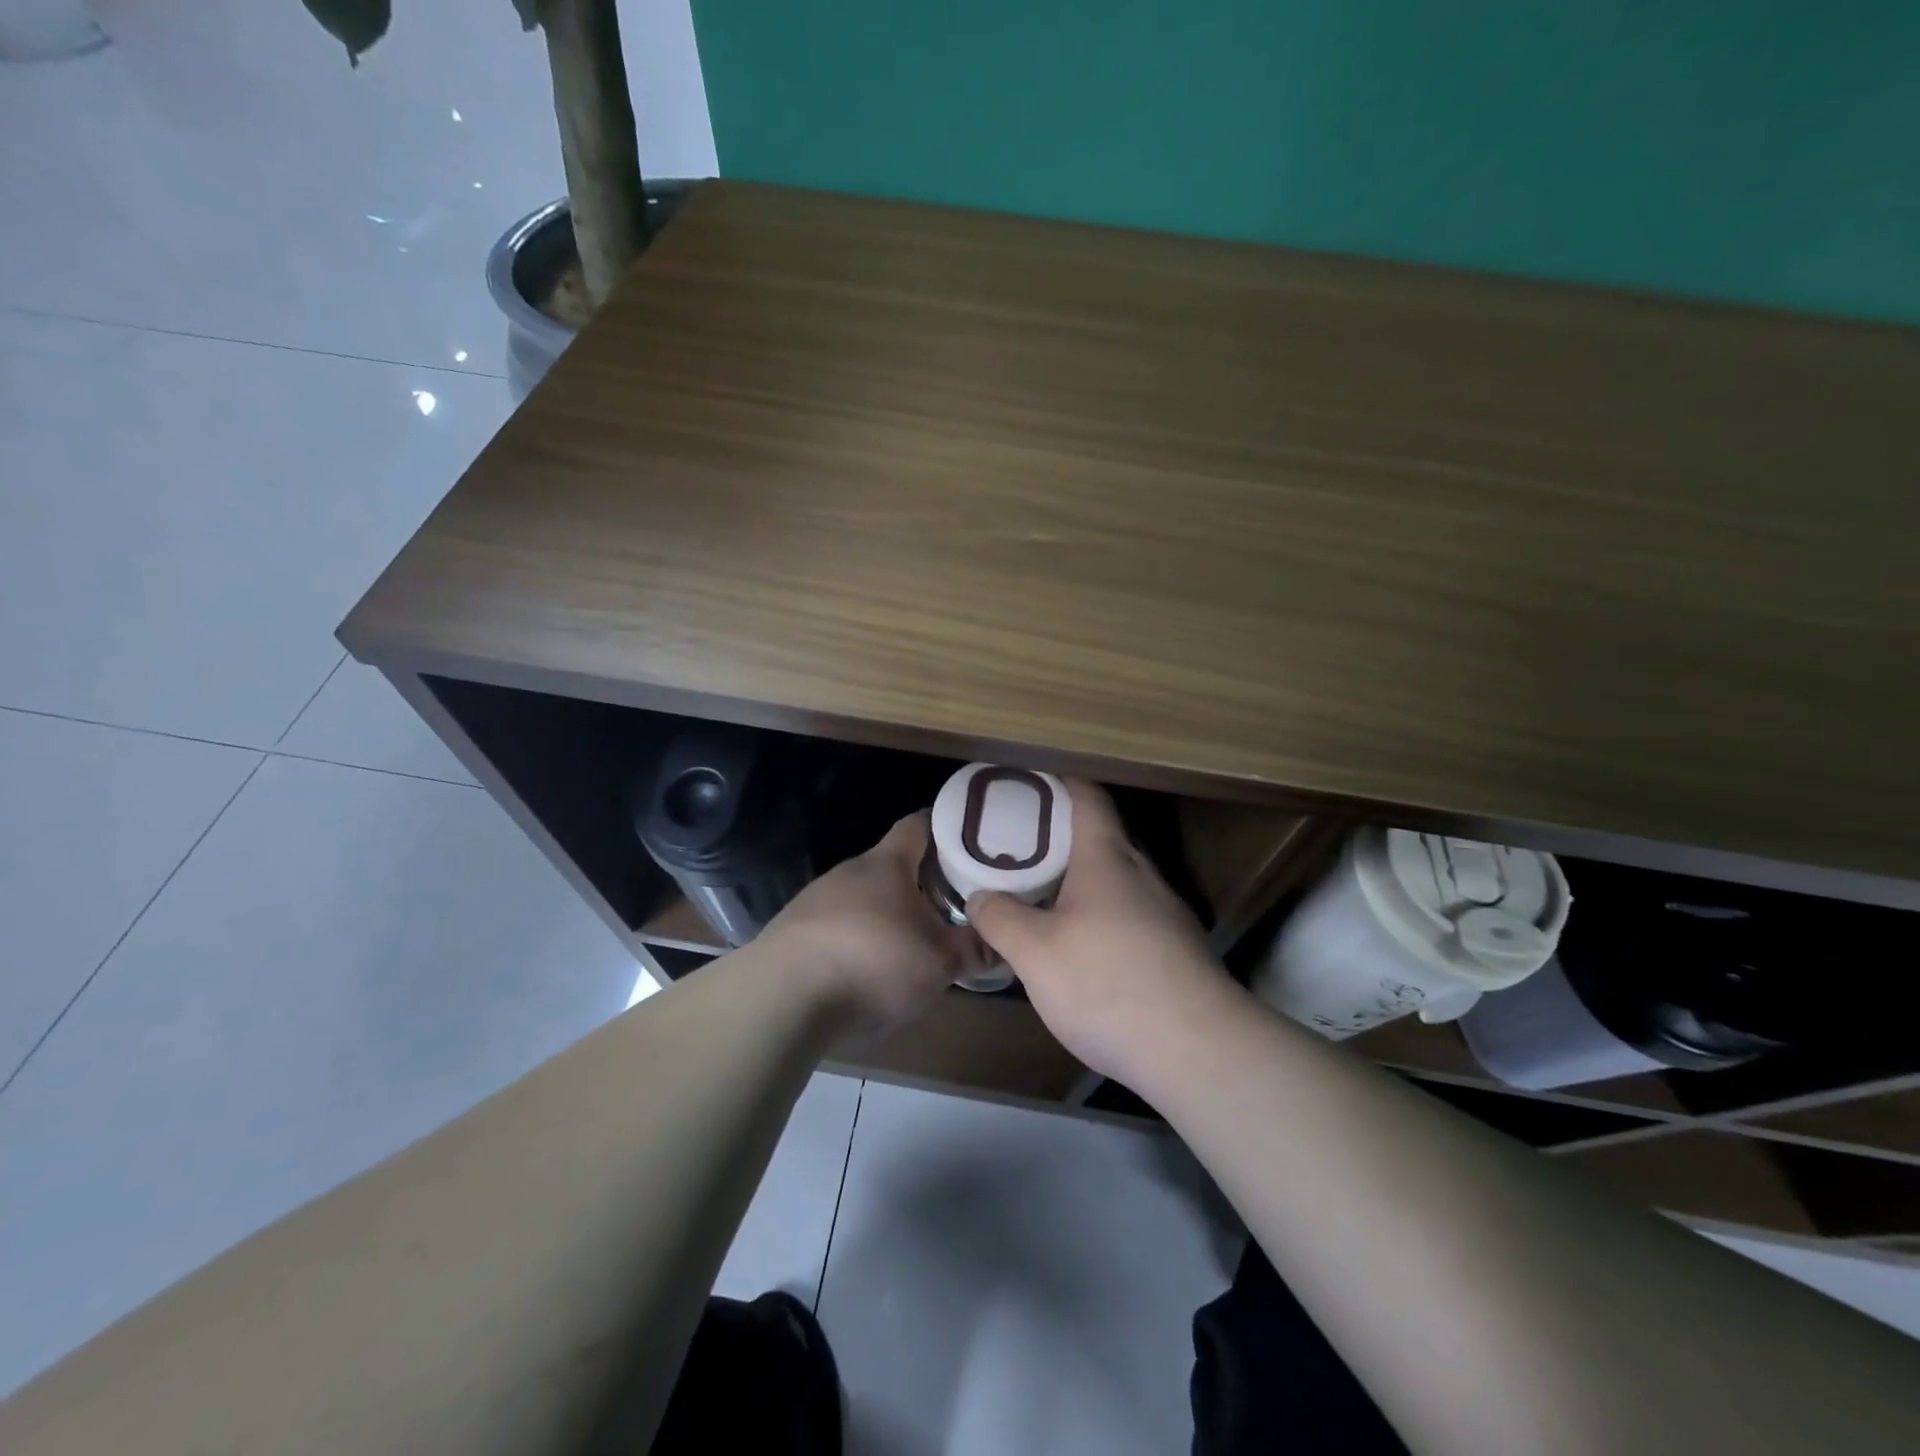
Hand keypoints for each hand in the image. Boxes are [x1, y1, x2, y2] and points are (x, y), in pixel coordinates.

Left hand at [758, 811, 974, 1032]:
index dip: (944, 826)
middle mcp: (849, 872)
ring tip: (910, 944)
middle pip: (890, 865)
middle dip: (920, 882)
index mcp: (886, 864)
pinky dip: (856, 940)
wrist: (782, 998)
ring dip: (886, 914)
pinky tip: (865, 972)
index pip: (918, 825)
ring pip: (862, 898)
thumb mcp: (939, 962)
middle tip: (950, 904)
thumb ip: (973, 950)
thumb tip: (1000, 943)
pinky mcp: (792, 933)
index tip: (969, 839)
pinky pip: (836, 927)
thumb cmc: (873, 962)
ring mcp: (814, 900)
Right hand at [968, 780, 1233, 1082]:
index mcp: (1107, 858)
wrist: (1197, 1050)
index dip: (1059, 782)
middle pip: (1102, 837)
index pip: (1087, 798)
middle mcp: (1142, 874)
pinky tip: (1082, 947)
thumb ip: (1001, 918)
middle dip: (1061, 836)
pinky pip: (1131, 914)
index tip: (1028, 782)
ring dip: (1081, 880)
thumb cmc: (1106, 983)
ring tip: (1042, 894)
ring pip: (1117, 880)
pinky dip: (1101, 914)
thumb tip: (981, 896)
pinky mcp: (1177, 949)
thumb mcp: (1035, 952)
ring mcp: (1166, 912)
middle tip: (1018, 846)